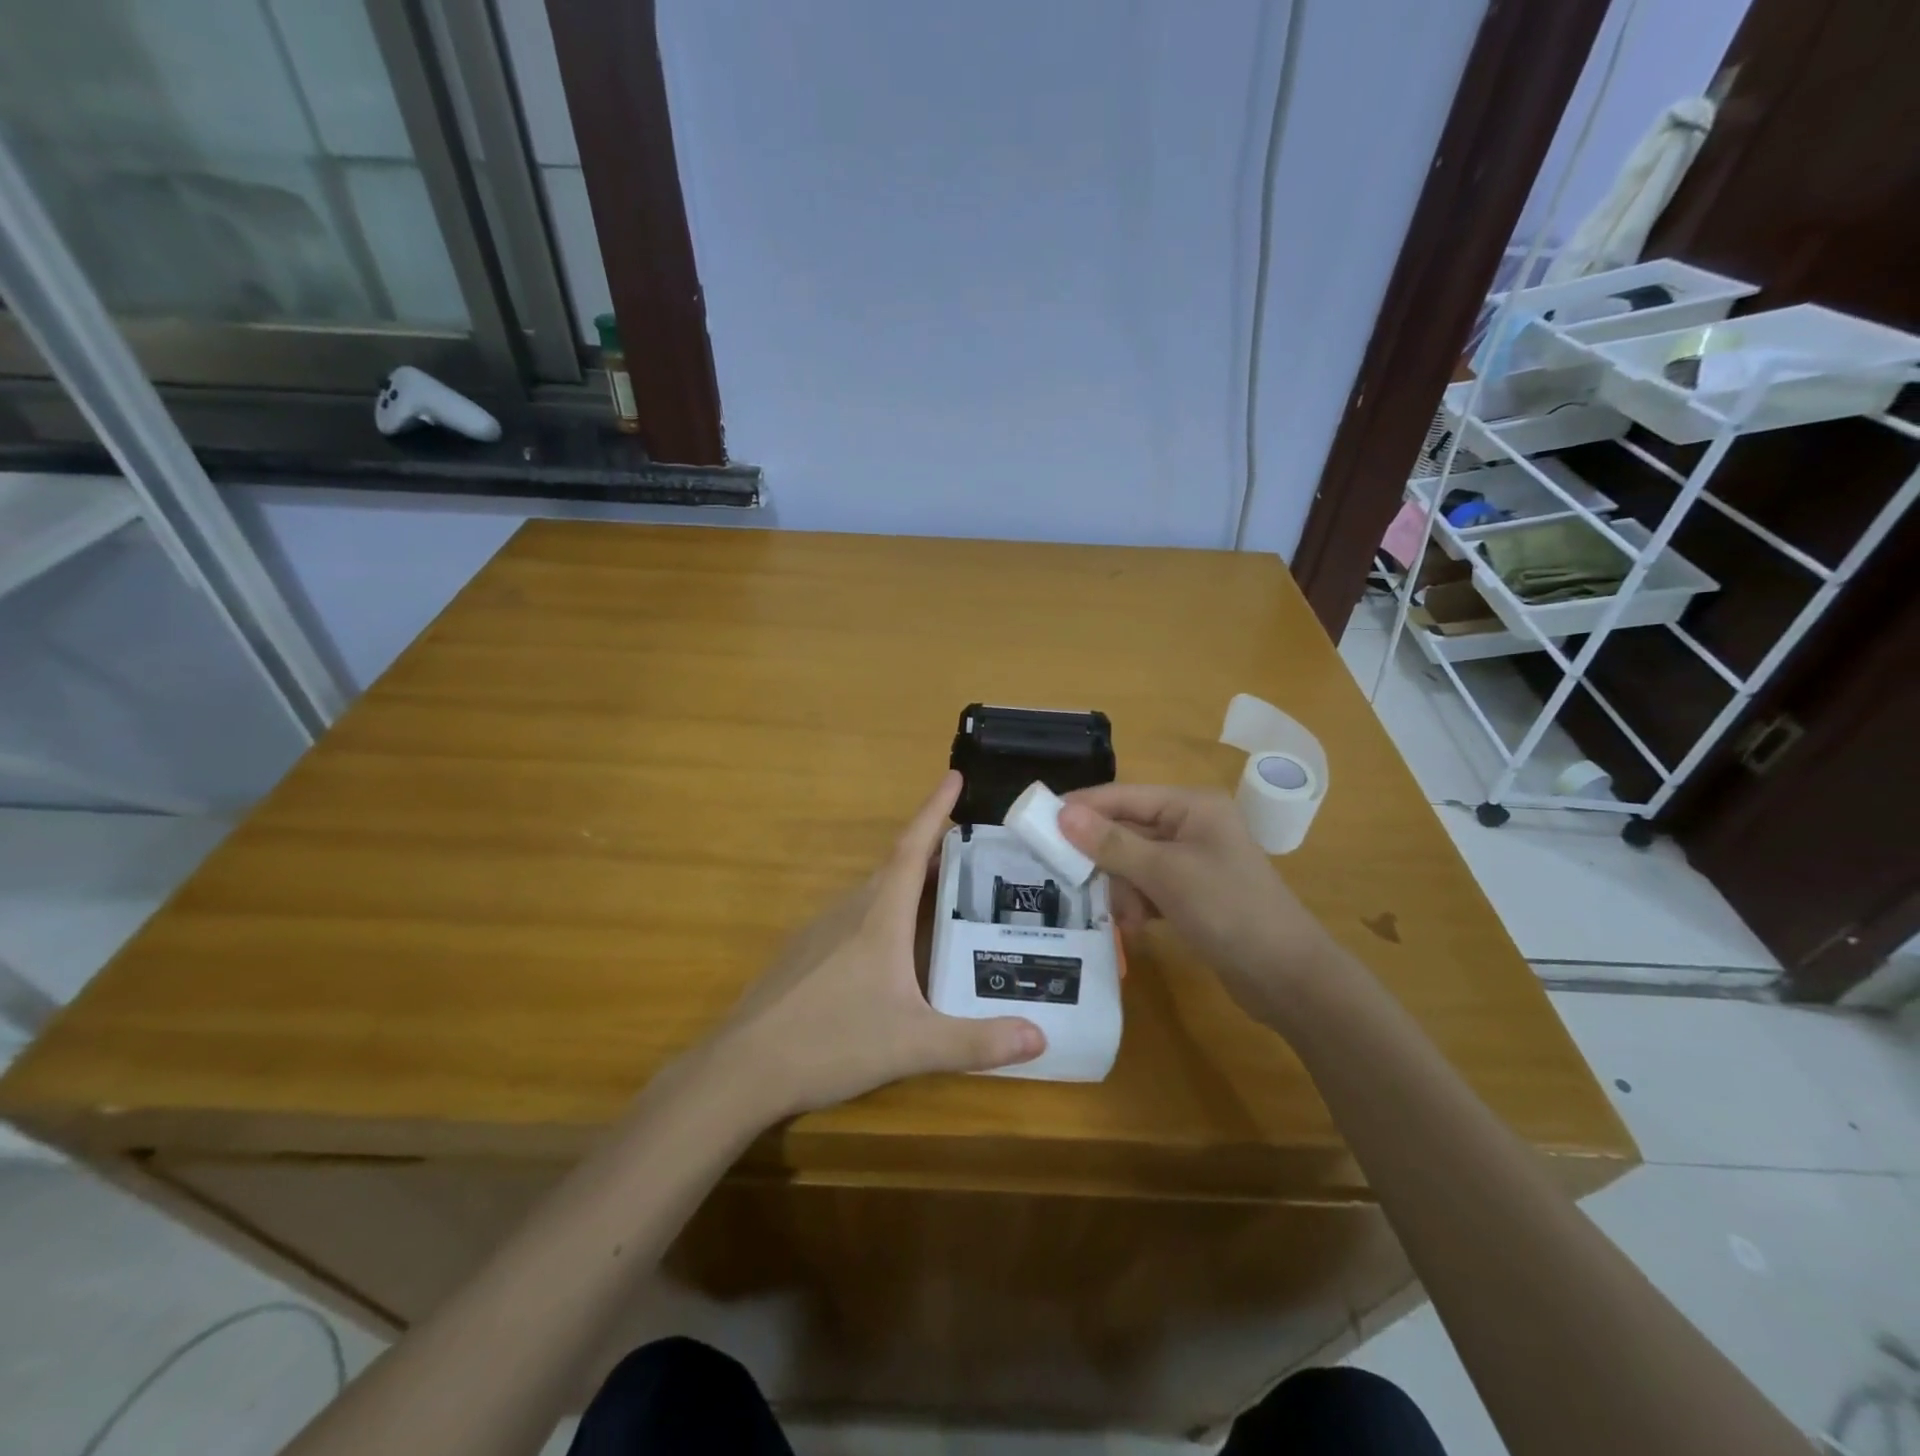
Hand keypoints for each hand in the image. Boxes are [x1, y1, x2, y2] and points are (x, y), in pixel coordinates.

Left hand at [714, 771, 1044, 1118]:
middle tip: (970, 847)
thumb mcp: (912, 1045)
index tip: (953, 776)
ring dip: (906, 881)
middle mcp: (849, 911)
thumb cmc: (831, 1042)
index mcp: (879, 916)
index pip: (911, 848)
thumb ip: (976, 1042)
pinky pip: (854, 916)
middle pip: (895, 866)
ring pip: (873, 892)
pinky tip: (892, 945)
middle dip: (931, 849)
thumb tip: (1041, 1037)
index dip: (934, 810)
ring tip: (940, 890)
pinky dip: (883, 910)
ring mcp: (821, 930)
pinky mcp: (804, 953)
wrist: (742, 1068)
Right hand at [1058, 784, 1338, 1025]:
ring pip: (1133, 861)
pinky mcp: (1193, 893)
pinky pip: (1148, 886)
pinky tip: (1136, 926)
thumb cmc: (1229, 911)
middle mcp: (1191, 825)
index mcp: (1192, 806)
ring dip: (1122, 888)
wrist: (1288, 977)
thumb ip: (1112, 843)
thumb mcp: (1165, 874)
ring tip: (1124, 917)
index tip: (1037, 823)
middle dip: (1104, 858)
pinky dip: (1138, 904)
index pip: (1122, 796)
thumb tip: (1061, 813)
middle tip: (1069, 878)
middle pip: (1126, 829)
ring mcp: (1193, 860)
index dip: (1081, 808)